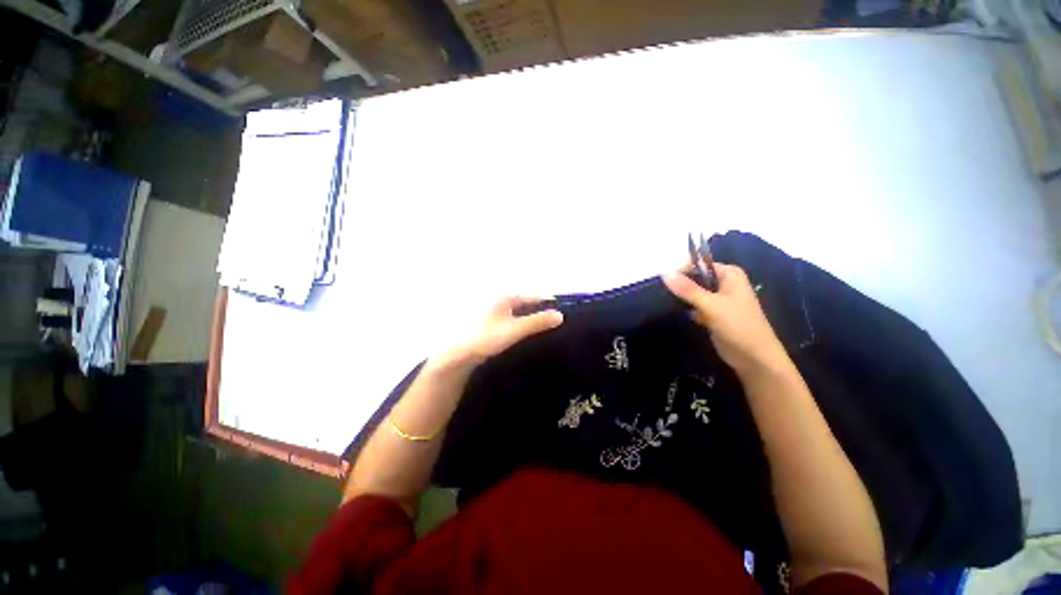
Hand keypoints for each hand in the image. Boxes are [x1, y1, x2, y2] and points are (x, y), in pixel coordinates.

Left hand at [436, 297, 563, 369]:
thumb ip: (537, 322)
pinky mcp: (490, 319)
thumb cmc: (485, 337)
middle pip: (526, 301)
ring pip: (518, 309)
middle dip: (539, 309)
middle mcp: (499, 297)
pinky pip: (510, 316)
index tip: (560, 312)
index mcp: (505, 295)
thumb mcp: (514, 330)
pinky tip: (524, 331)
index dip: (547, 302)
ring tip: (542, 326)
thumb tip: (560, 315)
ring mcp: (493, 308)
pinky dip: (520, 321)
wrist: (457, 353)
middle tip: (553, 320)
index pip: (533, 295)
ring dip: (530, 316)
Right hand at [662, 264, 790, 377]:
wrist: (754, 358)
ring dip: (682, 297)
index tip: (664, 281)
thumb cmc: (737, 326)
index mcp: (729, 274)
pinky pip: (695, 305)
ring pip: (694, 292)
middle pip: (696, 277)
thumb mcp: (710, 304)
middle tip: (662, 291)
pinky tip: (675, 311)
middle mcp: (725, 283)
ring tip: (665, 300)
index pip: (699, 264)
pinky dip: (687, 308)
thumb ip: (687, 289)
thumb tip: (664, 273)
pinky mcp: (713, 314)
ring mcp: (719, 300)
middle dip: (680, 284)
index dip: (681, 270)